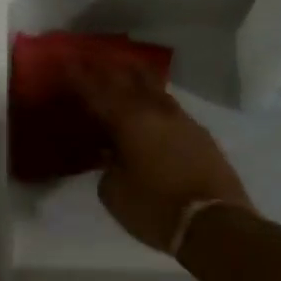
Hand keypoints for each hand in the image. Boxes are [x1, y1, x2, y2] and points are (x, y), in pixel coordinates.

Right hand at [68, 59, 254, 252]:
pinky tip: (149, 103)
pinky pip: (169, 106)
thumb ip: (107, 167)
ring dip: (136, 77)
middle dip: (109, 67)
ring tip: (123, 69)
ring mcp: (182, 120)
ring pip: (154, 88)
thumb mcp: (114, 192)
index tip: (67, 60)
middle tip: (93, 57)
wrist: (214, 223)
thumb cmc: (154, 208)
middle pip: (129, 78)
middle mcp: (155, 112)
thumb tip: (112, 155)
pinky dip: (154, 98)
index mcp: (129, 122)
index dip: (80, 77)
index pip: (97, 92)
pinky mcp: (199, 134)